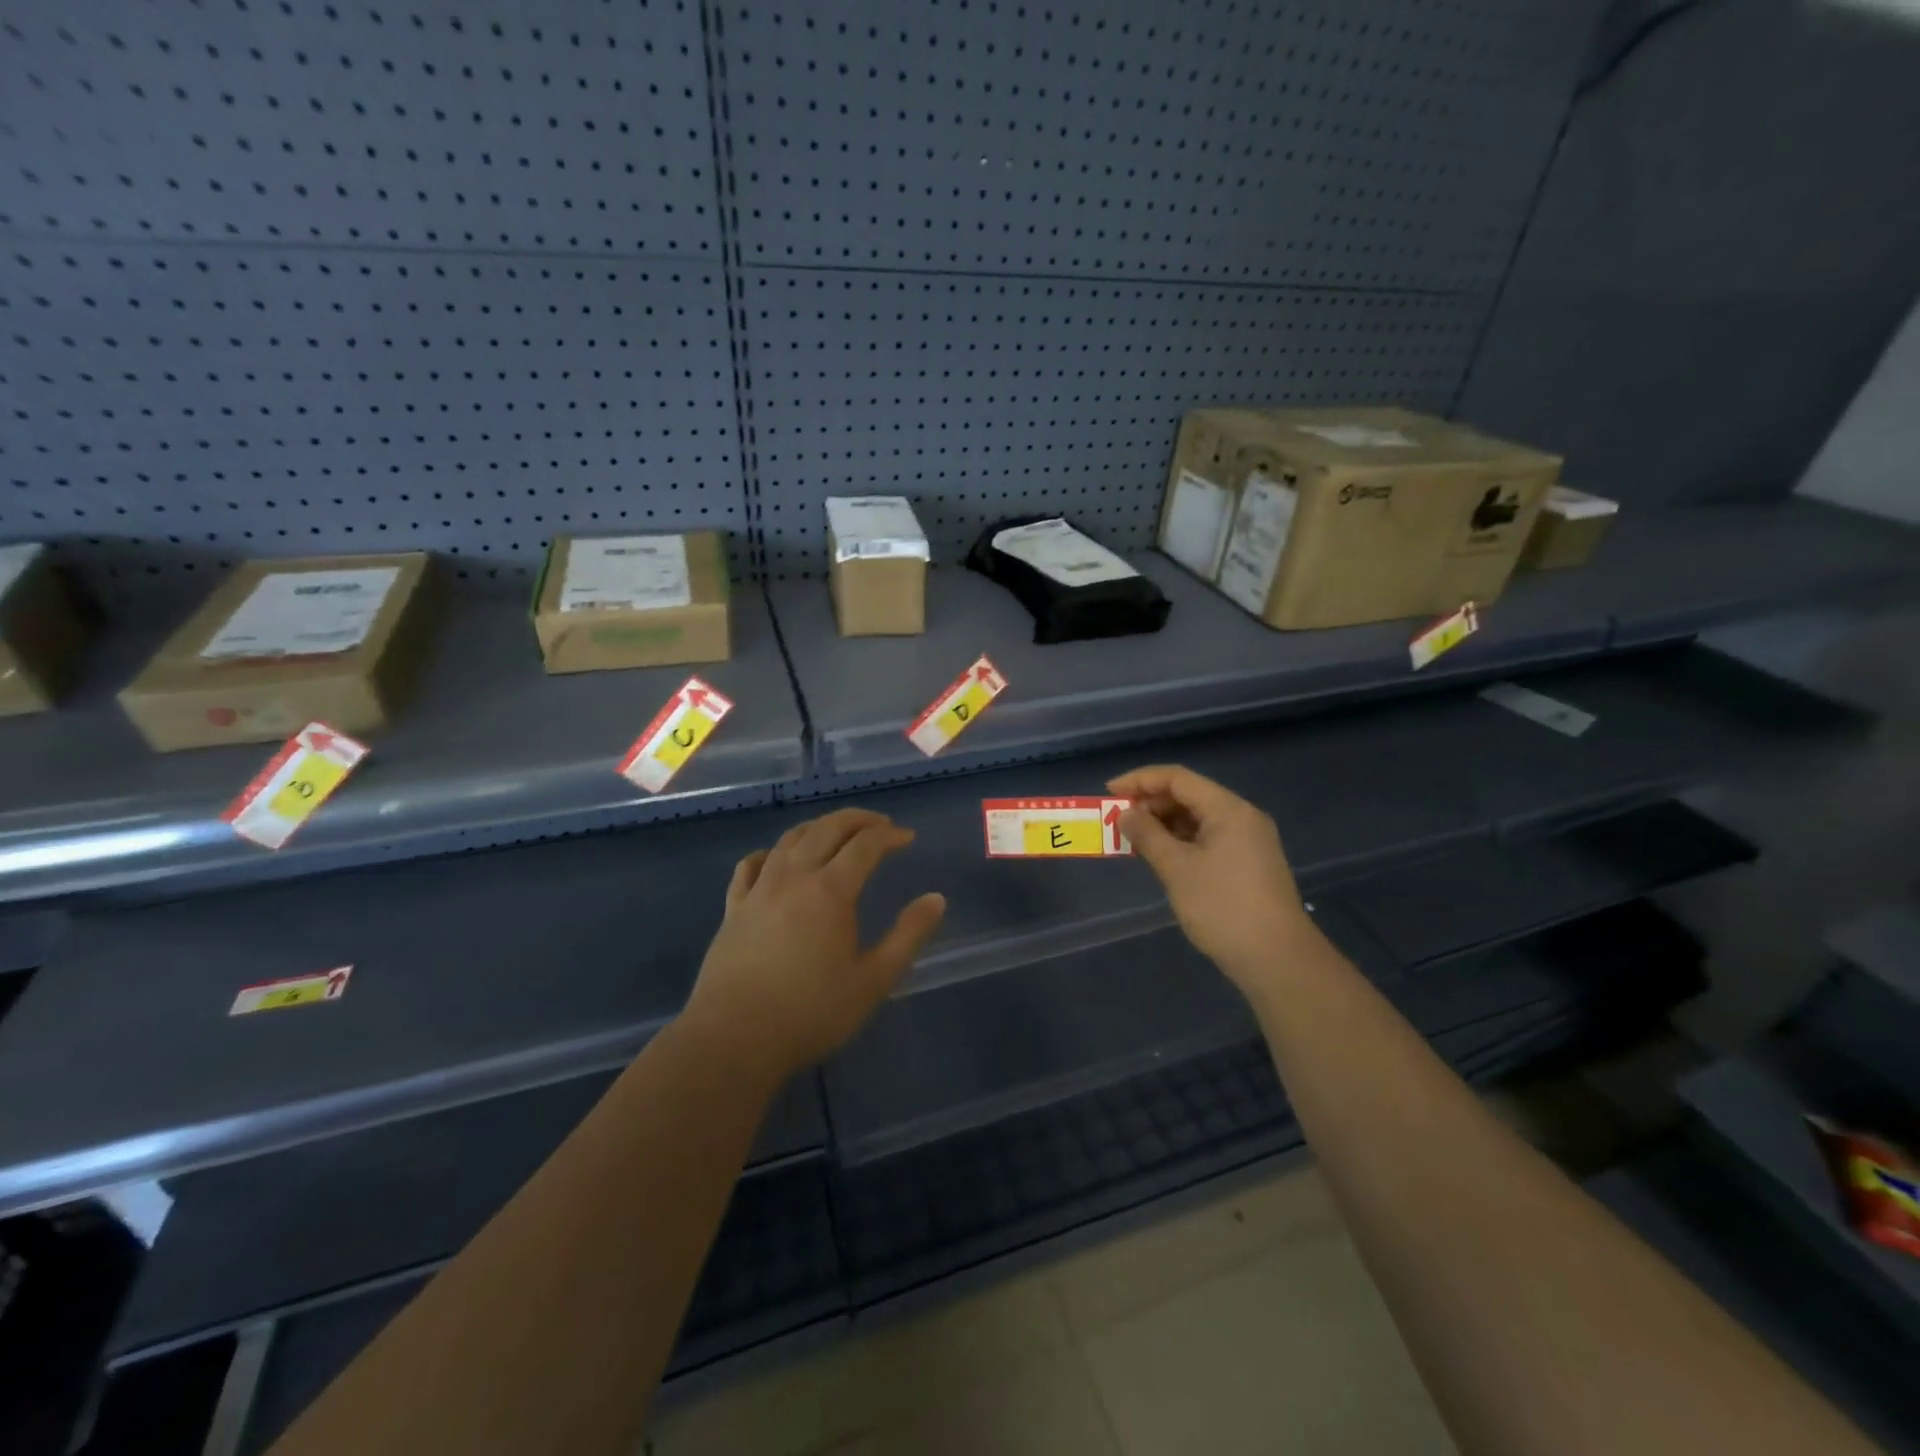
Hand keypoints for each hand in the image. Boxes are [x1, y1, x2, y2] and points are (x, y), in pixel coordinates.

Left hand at [684, 808, 945, 1081]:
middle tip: (880, 824)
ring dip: (819, 827)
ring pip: (790, 839)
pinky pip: (751, 864)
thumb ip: (908, 936)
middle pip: (827, 828)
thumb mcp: (874, 981)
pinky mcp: (733, 908)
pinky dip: (771, 852)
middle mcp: (794, 877)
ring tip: (837, 833)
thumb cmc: (811, 1012)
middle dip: (857, 819)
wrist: (734, 1039)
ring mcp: (759, 889)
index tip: (908, 837)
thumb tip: (936, 899)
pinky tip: (777, 859)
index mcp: (831, 891)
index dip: (890, 835)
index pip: (866, 845)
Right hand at [1109, 764, 1314, 987]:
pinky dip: (1181, 841)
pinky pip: (1208, 838)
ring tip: (1134, 839)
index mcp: (1229, 810)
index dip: (1140, 780)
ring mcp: (1249, 841)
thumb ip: (1148, 835)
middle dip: (1151, 803)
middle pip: (1190, 795)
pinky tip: (1161, 856)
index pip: (1178, 778)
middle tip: (1119, 820)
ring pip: (1198, 818)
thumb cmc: (1222, 908)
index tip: (1109, 792)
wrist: (1278, 960)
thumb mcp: (1177, 869)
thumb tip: (1126, 814)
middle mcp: (1242, 817)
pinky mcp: (1249, 864)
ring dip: (1164, 824)